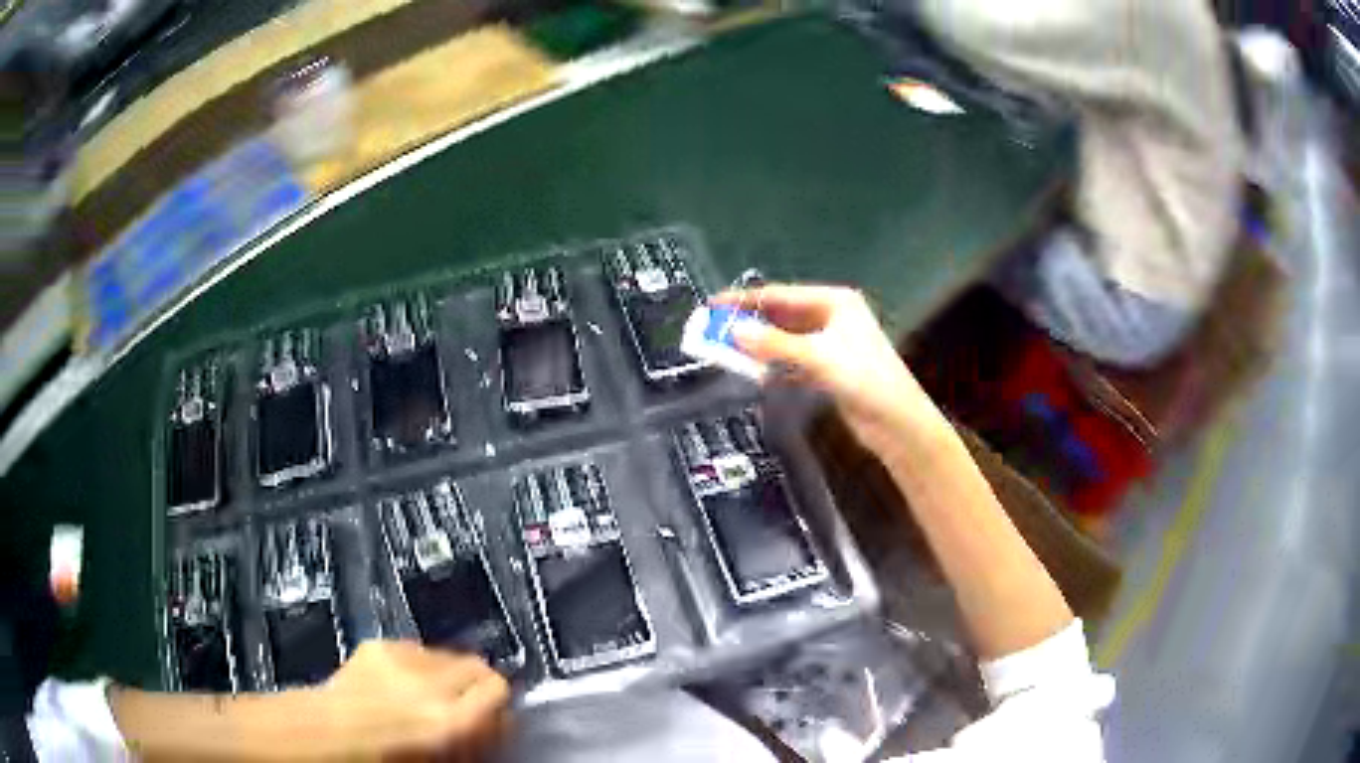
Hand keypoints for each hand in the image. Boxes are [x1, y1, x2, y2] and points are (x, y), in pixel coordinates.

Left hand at [317, 641, 509, 759]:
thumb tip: (496, 722)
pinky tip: (400, 683)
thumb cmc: (385, 759)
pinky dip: (416, 664)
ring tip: (427, 694)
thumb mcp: (442, 760)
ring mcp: (402, 658)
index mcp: (451, 721)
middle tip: (463, 705)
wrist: (326, 736)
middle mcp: (431, 684)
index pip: (498, 689)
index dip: (498, 705)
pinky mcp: (378, 644)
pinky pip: (414, 648)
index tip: (491, 717)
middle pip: (477, 665)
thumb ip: (475, 738)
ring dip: (446, 673)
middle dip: (475, 684)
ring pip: (446, 654)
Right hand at [714, 284, 949, 453]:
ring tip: (727, 350)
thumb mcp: (817, 358)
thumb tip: (732, 332)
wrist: (897, 422)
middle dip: (751, 323)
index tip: (713, 305)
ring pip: (787, 339)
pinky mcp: (831, 368)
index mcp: (835, 302)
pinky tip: (756, 371)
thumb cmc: (864, 380)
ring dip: (761, 345)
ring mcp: (832, 343)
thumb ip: (774, 344)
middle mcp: (833, 316)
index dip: (746, 300)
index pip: (781, 295)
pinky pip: (795, 359)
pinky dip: (776, 364)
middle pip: (783, 315)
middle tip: (714, 330)